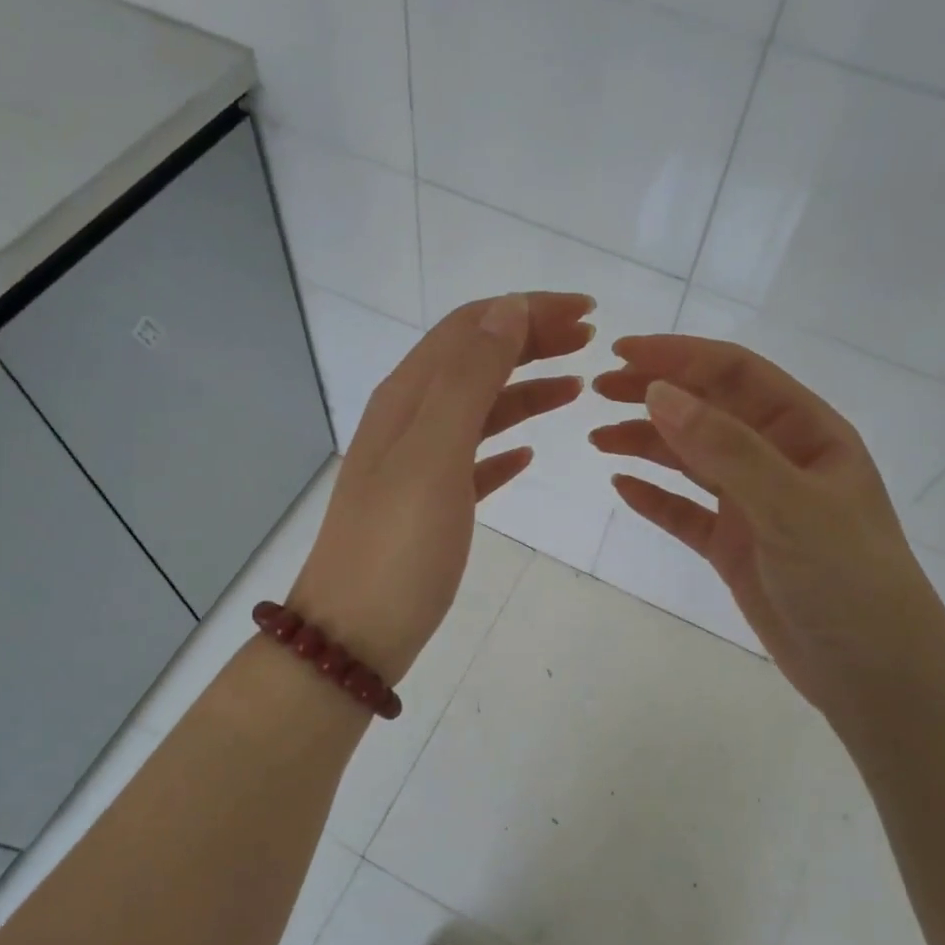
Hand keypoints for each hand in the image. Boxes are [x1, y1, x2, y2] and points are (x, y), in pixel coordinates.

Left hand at [290, 292, 595, 683]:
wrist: (354, 635)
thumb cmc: (398, 545)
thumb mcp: (434, 453)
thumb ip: (468, 378)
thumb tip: (505, 309)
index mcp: (407, 398)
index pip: (470, 328)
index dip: (526, 310)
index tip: (587, 313)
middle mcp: (408, 421)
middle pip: (474, 360)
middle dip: (531, 340)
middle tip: (590, 341)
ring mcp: (417, 465)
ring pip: (479, 409)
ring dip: (526, 389)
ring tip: (576, 388)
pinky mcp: (429, 506)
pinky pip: (474, 459)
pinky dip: (505, 445)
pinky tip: (530, 454)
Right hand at [591, 335, 944, 712]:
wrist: (875, 673)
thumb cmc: (848, 579)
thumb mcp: (790, 505)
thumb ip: (726, 449)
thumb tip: (659, 393)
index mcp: (807, 432)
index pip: (736, 374)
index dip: (680, 356)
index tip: (622, 351)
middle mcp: (779, 459)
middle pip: (708, 410)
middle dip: (655, 394)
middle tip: (598, 390)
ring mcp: (755, 504)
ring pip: (692, 459)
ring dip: (646, 442)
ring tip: (598, 437)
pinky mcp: (735, 546)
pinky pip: (686, 512)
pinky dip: (654, 497)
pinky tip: (622, 486)